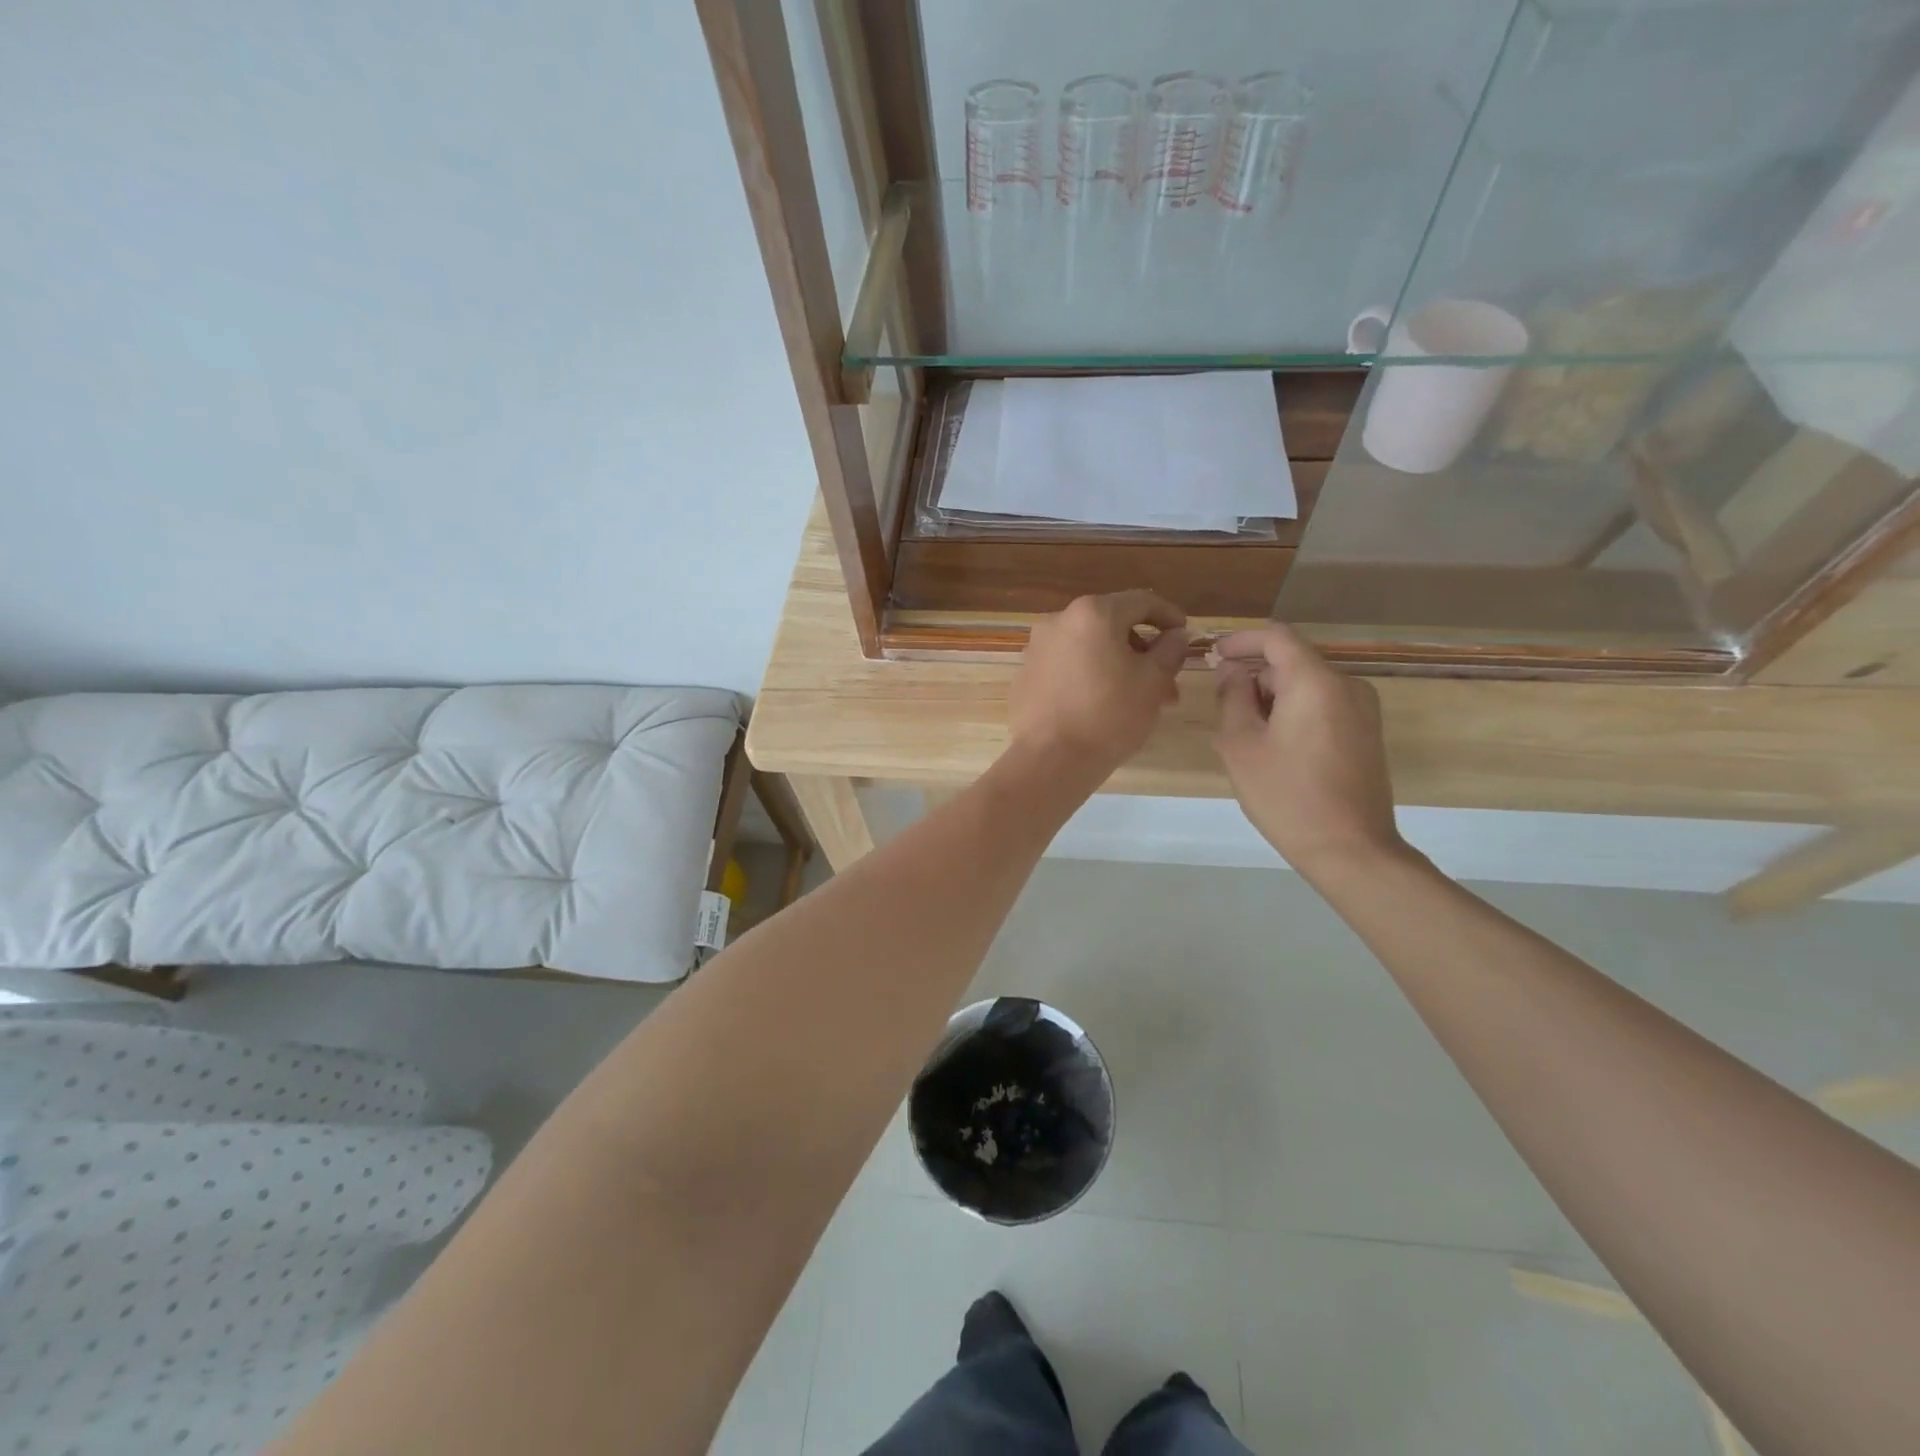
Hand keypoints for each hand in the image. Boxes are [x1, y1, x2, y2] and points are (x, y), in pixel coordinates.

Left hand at [1009, 591, 1188, 778]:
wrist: (1049, 760)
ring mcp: (1037, 648)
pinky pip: (1066, 667)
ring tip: (1138, 703)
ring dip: (1118, 667)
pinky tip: (1101, 707)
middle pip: (1112, 626)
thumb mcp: (1153, 682)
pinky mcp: (1025, 675)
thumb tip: (1177, 635)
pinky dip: (1088, 677)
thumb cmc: (1109, 716)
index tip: (1185, 637)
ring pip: (1089, 649)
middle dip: (1143, 652)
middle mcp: (1059, 620)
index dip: (1169, 616)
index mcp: (1093, 613)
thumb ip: (1170, 651)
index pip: (1141, 601)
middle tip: (1166, 685)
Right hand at [1213, 623, 1407, 877]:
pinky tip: (1274, 750)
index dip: (1241, 641)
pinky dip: (1294, 714)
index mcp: (1315, 682)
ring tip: (1245, 738)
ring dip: (1272, 700)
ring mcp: (1363, 710)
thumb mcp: (1241, 745)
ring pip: (1306, 687)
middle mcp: (1347, 686)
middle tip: (1222, 710)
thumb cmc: (1287, 795)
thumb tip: (1233, 673)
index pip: (1276, 637)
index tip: (1213, 654)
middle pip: (1291, 663)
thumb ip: (1232, 698)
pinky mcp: (1366, 733)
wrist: (1351, 849)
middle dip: (1253, 678)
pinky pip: (1323, 706)